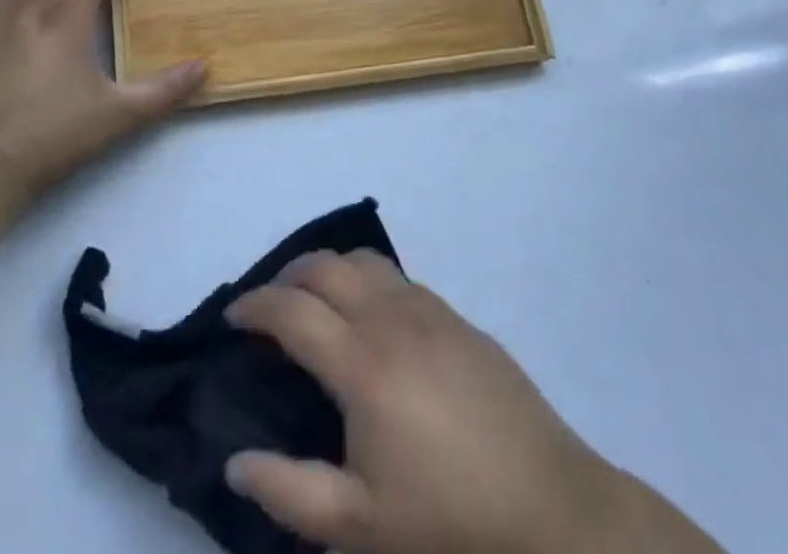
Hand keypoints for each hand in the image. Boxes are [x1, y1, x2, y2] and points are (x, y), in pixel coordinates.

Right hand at [225, 252, 719, 553]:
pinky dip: (366, 280)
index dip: (254, 306)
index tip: (233, 318)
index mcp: (362, 363)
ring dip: (329, 270)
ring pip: (363, 261)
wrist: (553, 510)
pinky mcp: (457, 317)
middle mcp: (391, 318)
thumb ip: (288, 490)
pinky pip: (397, 277)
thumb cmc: (450, 522)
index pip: (291, 310)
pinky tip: (371, 321)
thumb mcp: (360, 527)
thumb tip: (233, 459)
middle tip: (269, 307)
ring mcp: (429, 310)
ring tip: (316, 304)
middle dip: (287, 275)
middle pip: (324, 266)